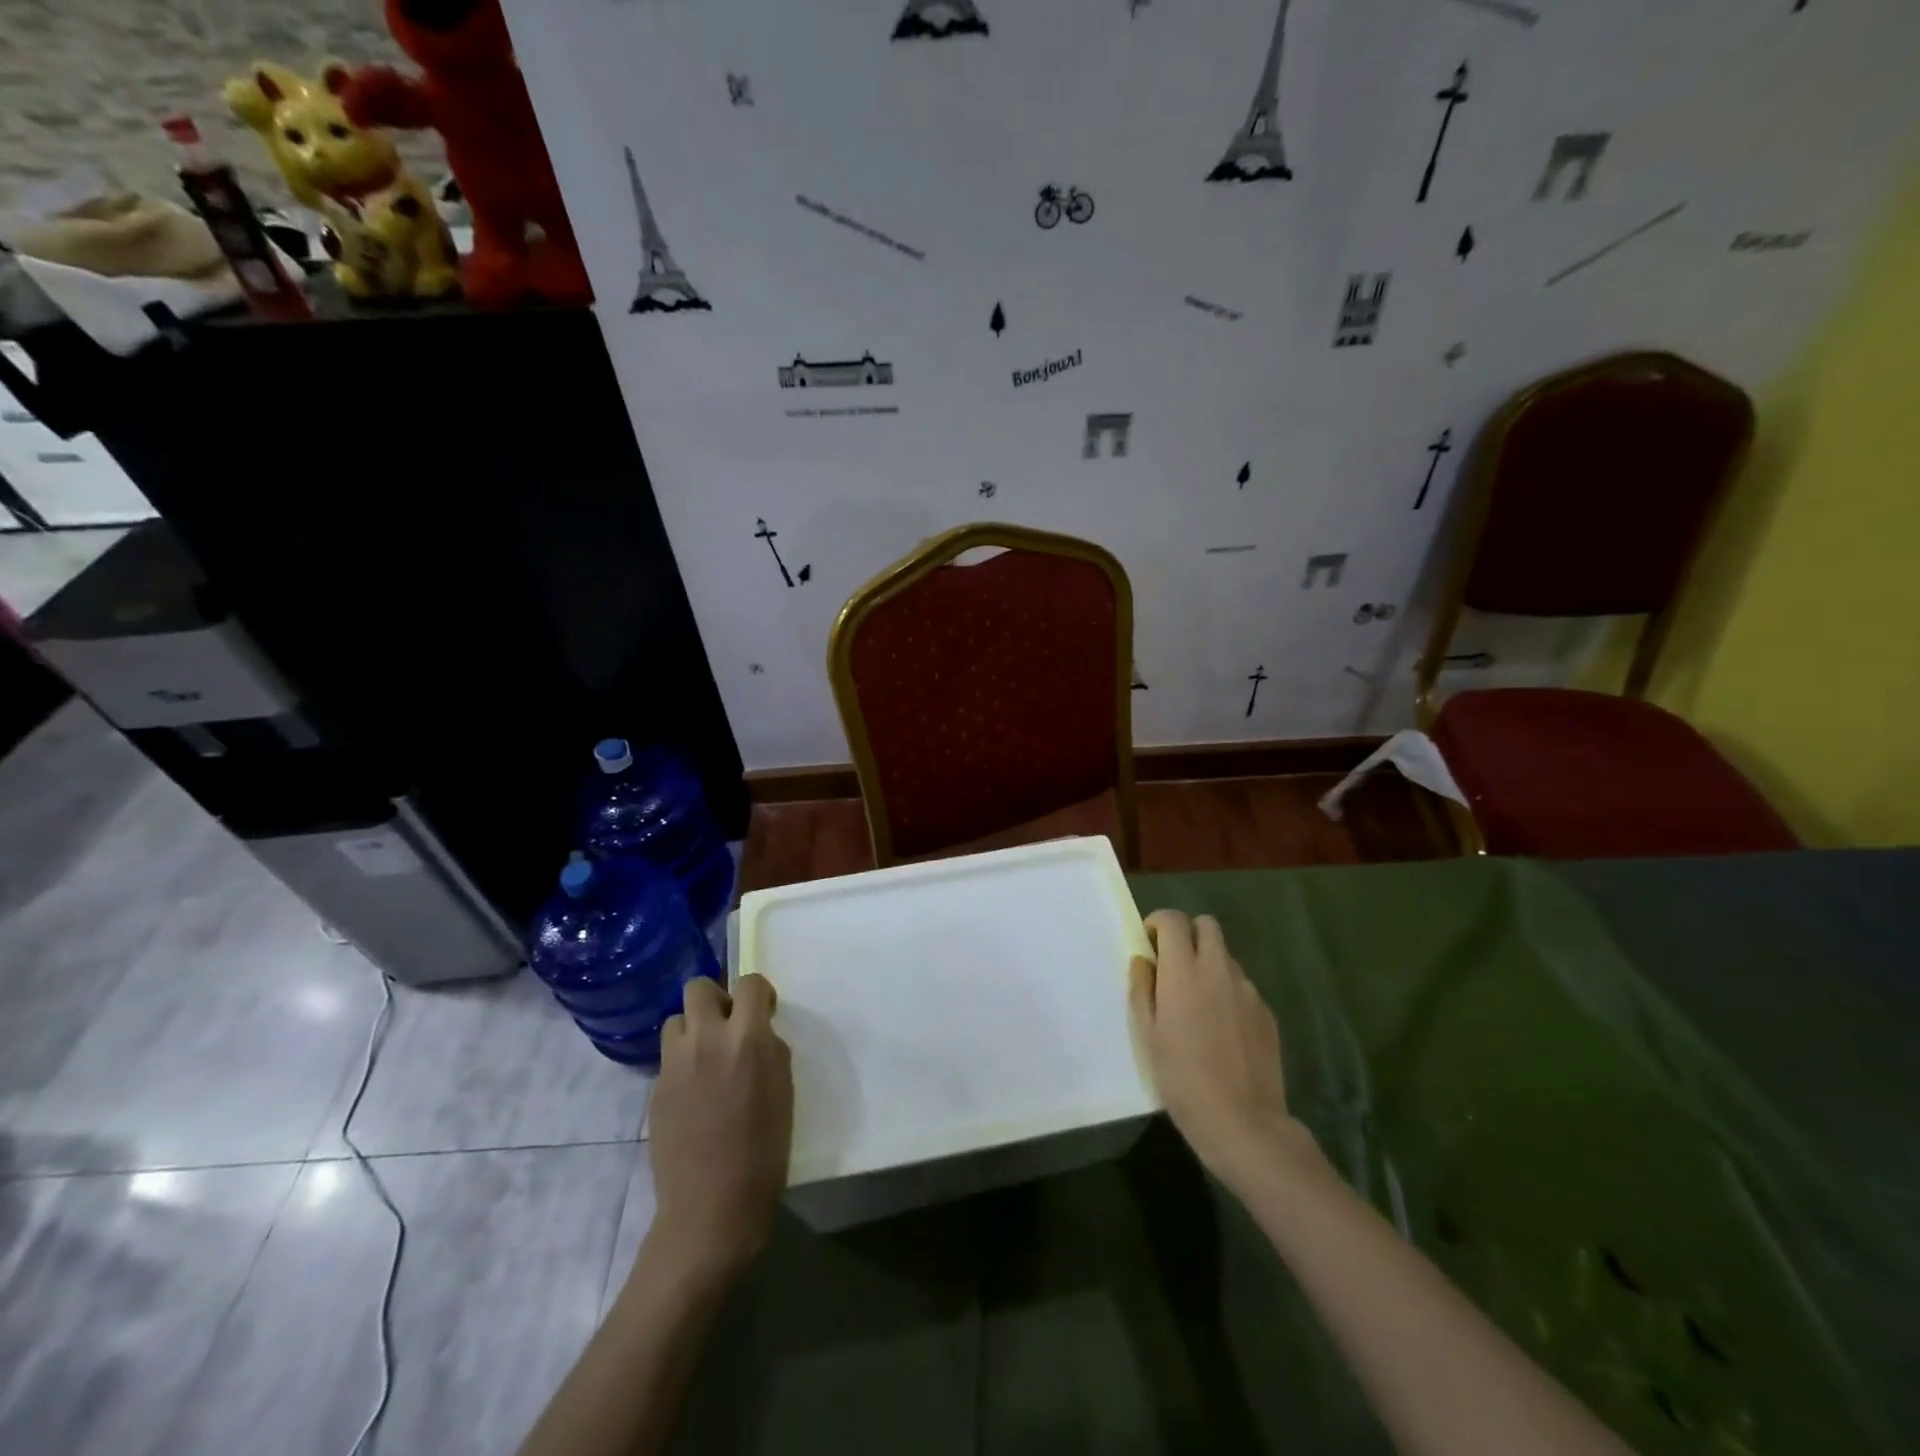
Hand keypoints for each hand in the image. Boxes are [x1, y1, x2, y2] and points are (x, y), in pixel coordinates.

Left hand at [646, 975, 793, 1282]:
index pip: (748, 983)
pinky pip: (669, 1057)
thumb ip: (768, 1049)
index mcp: (747, 1038)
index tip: (763, 1012)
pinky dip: (682, 1063)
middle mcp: (706, 1039)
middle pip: (697, 987)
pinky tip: (694, 1094)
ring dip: (693, 1030)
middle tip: (727, 1025)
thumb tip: (756, 1033)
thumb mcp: (783, 1088)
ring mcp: (674, 1064)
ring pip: (675, 1020)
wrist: (713, 1206)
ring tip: (706, 1058)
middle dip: (715, 998)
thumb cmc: (765, 1149)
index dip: (758, 992)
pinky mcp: (655, 1089)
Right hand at [1130, 909, 1308, 1189]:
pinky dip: (1228, 992)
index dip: (1159, 924)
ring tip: (1199, 1003)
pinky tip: (1222, 1028)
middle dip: (1188, 935)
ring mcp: (1247, 990)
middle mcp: (1217, 970)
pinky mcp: (1266, 1012)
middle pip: (1207, 925)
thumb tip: (1144, 961)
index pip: (1173, 920)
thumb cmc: (1181, 1078)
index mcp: (1183, 972)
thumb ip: (1142, 989)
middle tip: (1175, 966)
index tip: (1150, 945)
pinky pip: (1242, 986)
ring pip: (1226, 956)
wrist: (1241, 1121)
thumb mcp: (1147, 1035)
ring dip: (1209, 964)